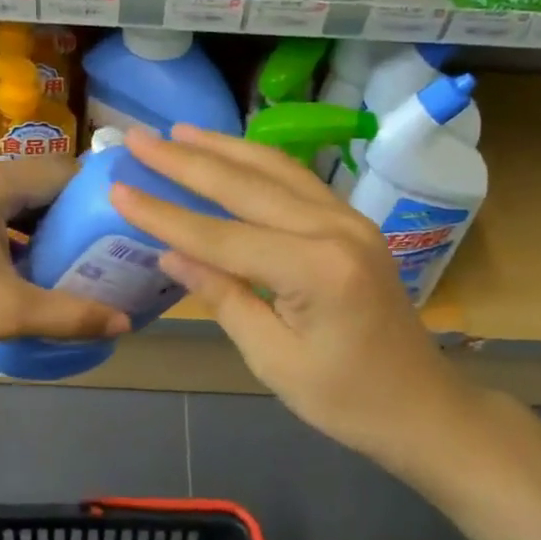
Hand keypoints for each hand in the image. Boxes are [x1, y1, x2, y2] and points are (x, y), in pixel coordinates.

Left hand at [0, 152, 127, 375]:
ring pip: (1, 188)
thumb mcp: (5, 314)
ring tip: (48, 257)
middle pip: (30, 179)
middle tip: (85, 251)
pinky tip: (1, 254)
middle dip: (59, 214)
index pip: (60, 173)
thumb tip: (125, 323)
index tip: (112, 229)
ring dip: (26, 218)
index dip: (92, 199)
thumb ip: (71, 314)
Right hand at [111, 125, 458, 457]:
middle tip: (139, 139)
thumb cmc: (346, 400)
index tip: (119, 188)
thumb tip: (171, 255)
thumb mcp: (273, 360)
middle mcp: (335, 230)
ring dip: (223, 148)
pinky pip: (297, 181)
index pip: (222, 236)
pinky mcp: (353, 224)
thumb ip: (224, 298)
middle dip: (187, 161)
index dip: (165, 214)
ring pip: (276, 170)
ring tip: (178, 132)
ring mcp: (349, 221)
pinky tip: (232, 153)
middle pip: (247, 186)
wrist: (422, 407)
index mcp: (316, 271)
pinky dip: (257, 163)